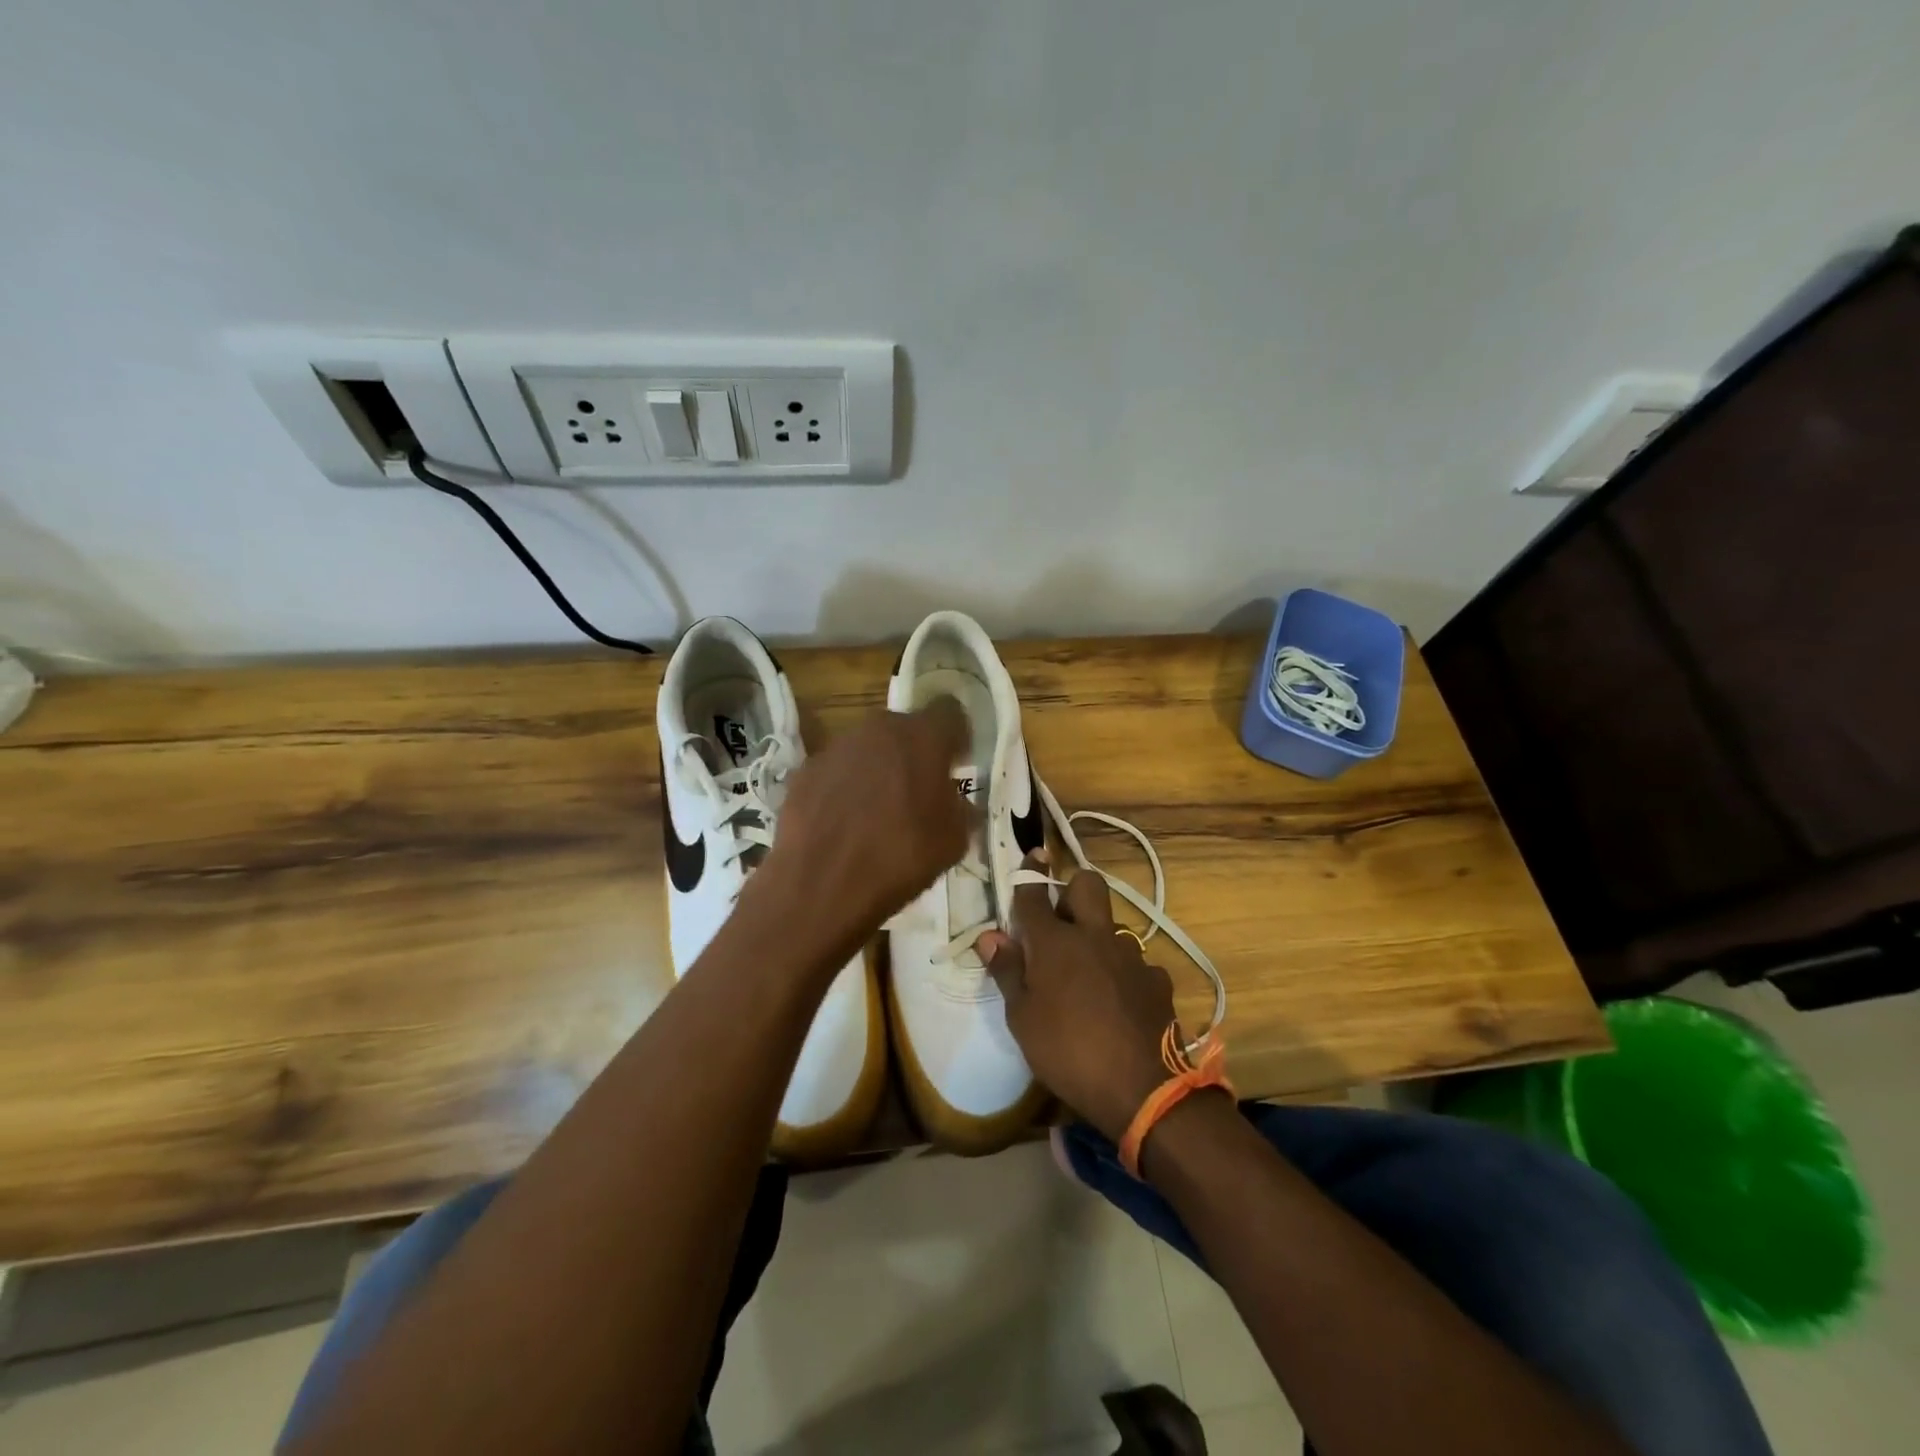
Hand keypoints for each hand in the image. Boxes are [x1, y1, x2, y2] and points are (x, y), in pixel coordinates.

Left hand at [757, 699, 971, 939]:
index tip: (956, 764)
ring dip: (878, 770)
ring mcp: (837, 747)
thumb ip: (961, 809)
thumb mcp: (954, 841)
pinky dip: (844, 788)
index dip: (956, 737)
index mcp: (923, 737)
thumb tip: (958, 802)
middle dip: (915, 754)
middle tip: (918, 792)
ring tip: (877, 812)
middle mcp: (879, 729)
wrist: (822, 884)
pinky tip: (844, 823)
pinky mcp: (806, 770)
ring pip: (868, 748)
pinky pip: (837, 771)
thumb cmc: (901, 857)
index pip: (950, 712)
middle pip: (905, 729)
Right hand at [977, 854, 1176, 1141]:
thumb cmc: (1068, 1052)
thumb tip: (989, 936)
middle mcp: (1095, 936)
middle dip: (1073, 888)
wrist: (1144, 1089)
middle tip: (1060, 919)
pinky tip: (1118, 1001)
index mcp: (1056, 943)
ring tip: (1087, 974)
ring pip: (1112, 925)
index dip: (1029, 873)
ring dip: (1097, 937)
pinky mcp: (1157, 979)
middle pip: (1088, 885)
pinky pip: (1136, 962)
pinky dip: (1122, 972)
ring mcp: (1131, 955)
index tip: (1031, 854)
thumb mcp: (1023, 1019)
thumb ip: (1007, 972)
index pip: (1035, 895)